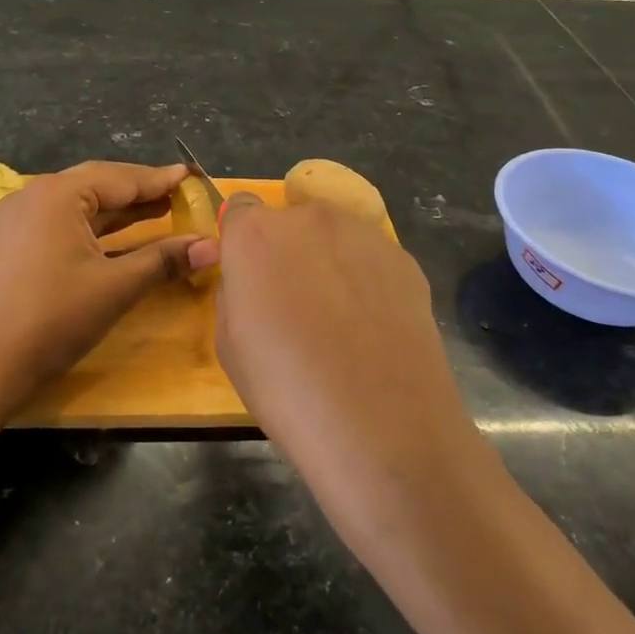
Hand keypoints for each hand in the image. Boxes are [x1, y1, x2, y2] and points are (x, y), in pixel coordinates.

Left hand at [0, 161, 215, 392]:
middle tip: (179, 194)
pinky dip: (95, 229)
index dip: (160, 180)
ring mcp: (19, 221)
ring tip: (159, 212)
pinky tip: (118, 240)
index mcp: (58, 193)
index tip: (191, 175)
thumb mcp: (115, 287)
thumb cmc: (52, 317)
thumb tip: (211, 246)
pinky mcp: (12, 245)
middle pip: (98, 185)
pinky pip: (63, 224)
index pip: (121, 177)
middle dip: (140, 192)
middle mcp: (35, 196)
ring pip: (80, 206)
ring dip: (118, 211)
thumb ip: (163, 260)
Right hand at [212, 195, 490, 541]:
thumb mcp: (230, 345)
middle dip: (288, 251)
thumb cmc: (288, 389)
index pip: (241, 209)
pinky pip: (371, 258)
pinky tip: (375, 327)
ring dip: (329, 260)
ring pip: (334, 236)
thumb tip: (253, 283)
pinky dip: (367, 279)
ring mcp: (363, 233)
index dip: (242, 241)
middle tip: (296, 303)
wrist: (383, 424)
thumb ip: (236, 294)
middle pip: (290, 220)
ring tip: (342, 319)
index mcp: (256, 234)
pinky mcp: (404, 258)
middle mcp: (309, 218)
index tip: (250, 275)